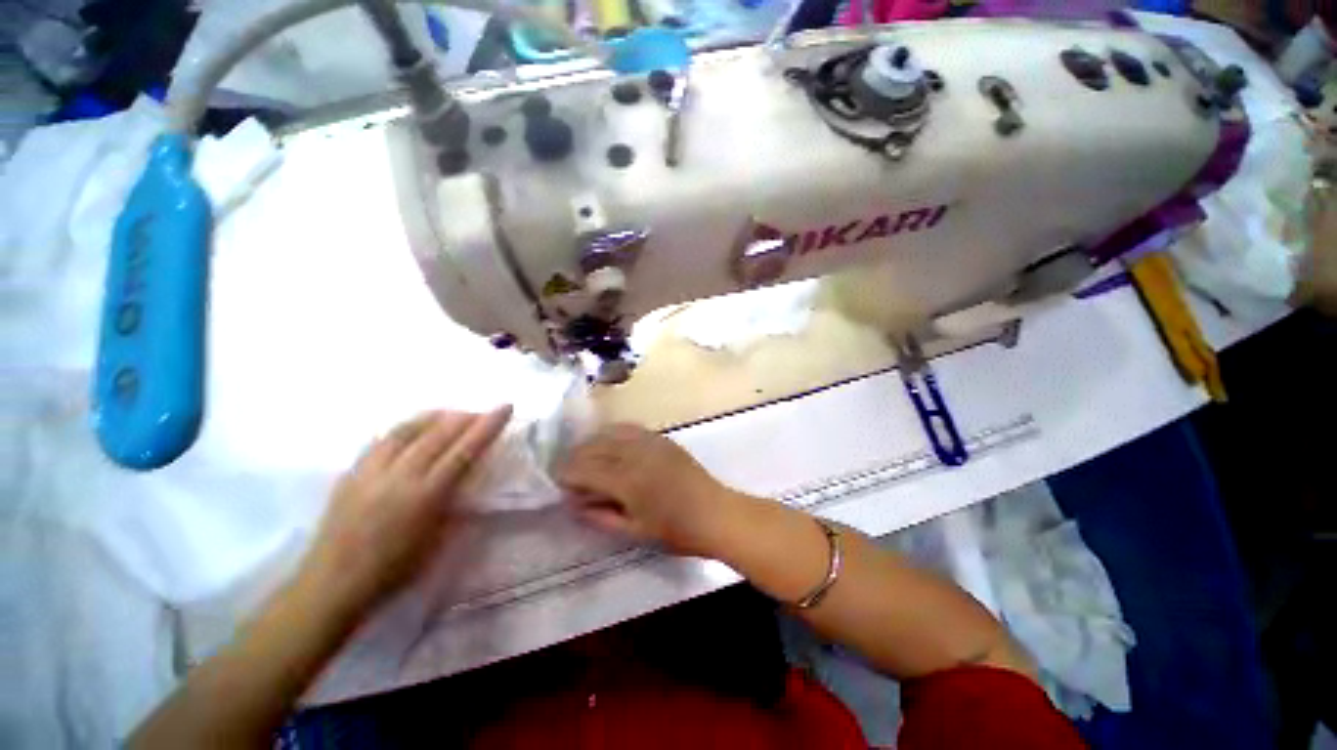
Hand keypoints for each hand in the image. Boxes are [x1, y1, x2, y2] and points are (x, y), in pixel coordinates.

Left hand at [298, 407, 511, 619]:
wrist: (331, 586)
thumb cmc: (393, 571)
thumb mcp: (437, 541)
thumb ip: (454, 503)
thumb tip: (467, 477)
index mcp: (425, 495)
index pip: (464, 450)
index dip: (487, 426)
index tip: (505, 407)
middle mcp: (399, 476)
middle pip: (438, 433)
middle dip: (465, 417)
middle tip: (481, 413)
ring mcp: (370, 472)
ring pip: (406, 429)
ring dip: (433, 417)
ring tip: (449, 414)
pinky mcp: (350, 474)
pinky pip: (381, 440)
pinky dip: (404, 429)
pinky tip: (411, 430)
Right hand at [557, 424, 745, 556]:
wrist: (715, 512)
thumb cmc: (676, 530)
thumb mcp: (634, 531)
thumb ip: (601, 516)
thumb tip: (574, 503)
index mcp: (626, 480)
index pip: (584, 469)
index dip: (566, 473)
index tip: (556, 481)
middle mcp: (635, 453)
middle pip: (594, 446)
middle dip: (575, 457)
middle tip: (567, 472)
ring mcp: (650, 441)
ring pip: (610, 433)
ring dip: (592, 443)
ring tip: (585, 457)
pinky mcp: (661, 438)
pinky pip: (629, 428)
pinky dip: (613, 434)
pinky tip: (610, 443)